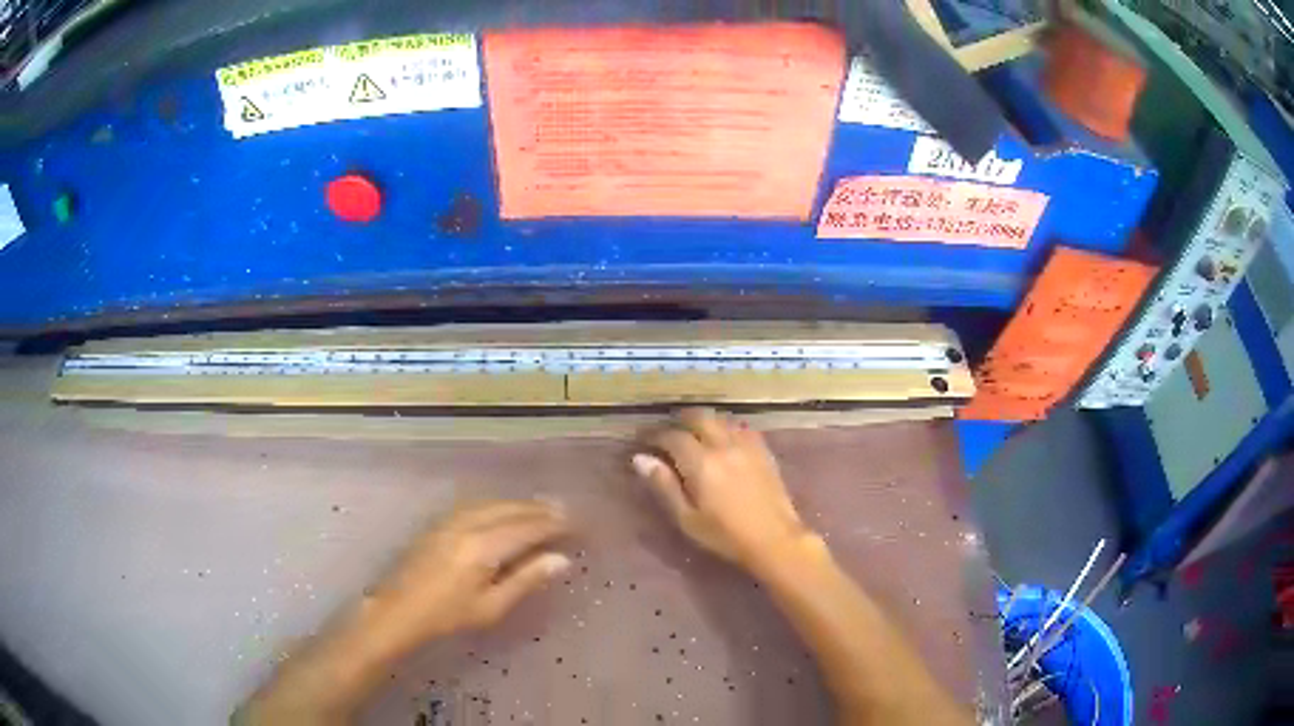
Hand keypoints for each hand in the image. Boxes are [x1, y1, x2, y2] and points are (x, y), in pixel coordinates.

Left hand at [367, 500, 571, 645]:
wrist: (399, 611)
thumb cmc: (448, 616)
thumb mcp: (492, 607)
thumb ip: (526, 579)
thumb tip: (560, 559)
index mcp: (483, 547)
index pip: (527, 528)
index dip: (553, 524)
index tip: (576, 523)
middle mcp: (468, 525)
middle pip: (510, 510)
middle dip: (538, 509)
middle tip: (563, 511)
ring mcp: (450, 521)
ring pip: (492, 504)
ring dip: (518, 504)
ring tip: (539, 508)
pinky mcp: (439, 524)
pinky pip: (476, 505)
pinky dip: (497, 505)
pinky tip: (502, 511)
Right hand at [633, 408, 811, 570]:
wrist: (774, 539)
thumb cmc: (725, 535)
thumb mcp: (687, 518)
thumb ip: (664, 486)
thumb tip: (640, 459)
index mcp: (701, 462)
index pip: (672, 437)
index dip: (655, 436)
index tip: (643, 441)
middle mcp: (723, 445)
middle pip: (698, 418)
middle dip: (679, 421)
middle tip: (668, 433)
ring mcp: (746, 445)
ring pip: (720, 419)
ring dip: (703, 422)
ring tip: (693, 434)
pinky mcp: (763, 450)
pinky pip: (741, 427)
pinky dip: (726, 427)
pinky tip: (723, 438)